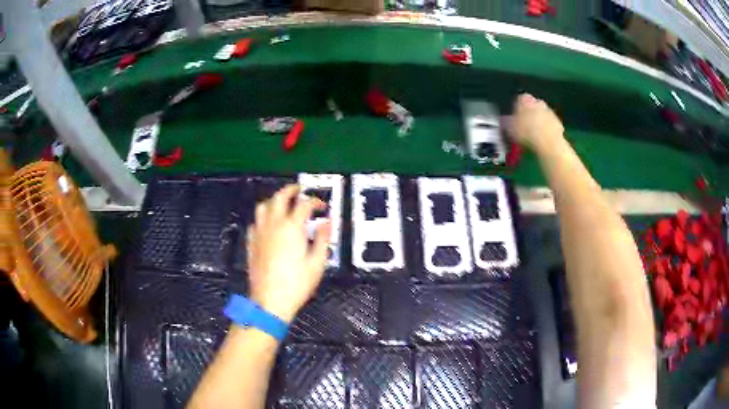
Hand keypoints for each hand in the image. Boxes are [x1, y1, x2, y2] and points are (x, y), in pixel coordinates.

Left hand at [246, 185, 330, 322]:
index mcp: (291, 227)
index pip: (304, 205)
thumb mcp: (317, 263)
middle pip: (280, 197)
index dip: (315, 201)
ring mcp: (259, 233)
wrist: (270, 301)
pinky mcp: (251, 243)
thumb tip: (326, 223)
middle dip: (291, 190)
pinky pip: (255, 222)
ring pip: (263, 206)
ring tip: (282, 203)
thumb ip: (322, 239)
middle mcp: (273, 224)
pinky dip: (263, 218)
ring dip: (274, 200)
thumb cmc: (296, 284)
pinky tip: (268, 224)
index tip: (322, 206)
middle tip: (299, 190)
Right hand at [503, 93, 564, 152]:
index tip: (513, 120)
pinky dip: (546, 131)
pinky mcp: (558, 123)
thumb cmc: (526, 132)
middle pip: (531, 107)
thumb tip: (504, 121)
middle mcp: (538, 101)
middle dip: (528, 116)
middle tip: (522, 128)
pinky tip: (541, 141)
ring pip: (541, 116)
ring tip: (532, 137)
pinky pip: (549, 126)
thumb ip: (506, 122)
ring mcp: (549, 112)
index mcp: (524, 99)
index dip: (515, 110)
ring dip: (537, 123)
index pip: (518, 100)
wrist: (548, 143)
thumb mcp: (509, 128)